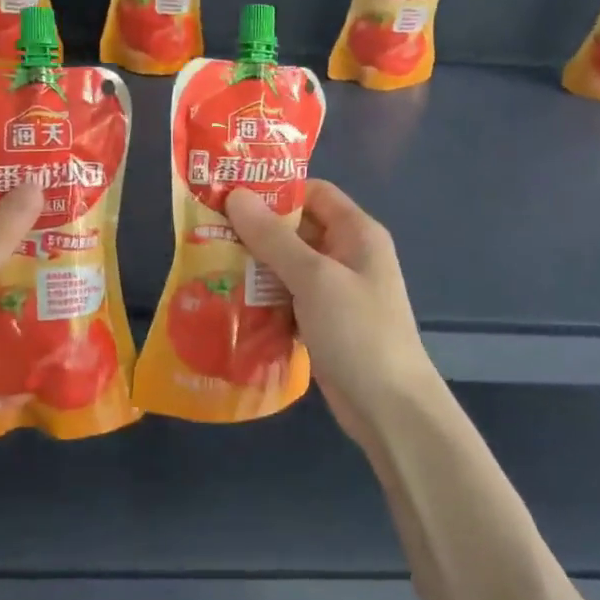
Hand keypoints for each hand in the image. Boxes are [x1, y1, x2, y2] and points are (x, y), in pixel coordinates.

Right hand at [224, 180, 444, 447]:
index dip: (275, 190)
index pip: (314, 192)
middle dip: (256, 230)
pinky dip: (264, 298)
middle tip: (208, 230)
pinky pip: (288, 298)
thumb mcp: (314, 278)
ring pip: (288, 266)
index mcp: (356, 233)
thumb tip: (236, 195)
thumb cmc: (358, 332)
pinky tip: (231, 301)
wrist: (390, 409)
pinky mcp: (323, 322)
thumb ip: (273, 237)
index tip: (231, 194)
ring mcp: (336, 291)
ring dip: (255, 266)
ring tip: (210, 263)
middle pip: (297, 229)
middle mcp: (347, 255)